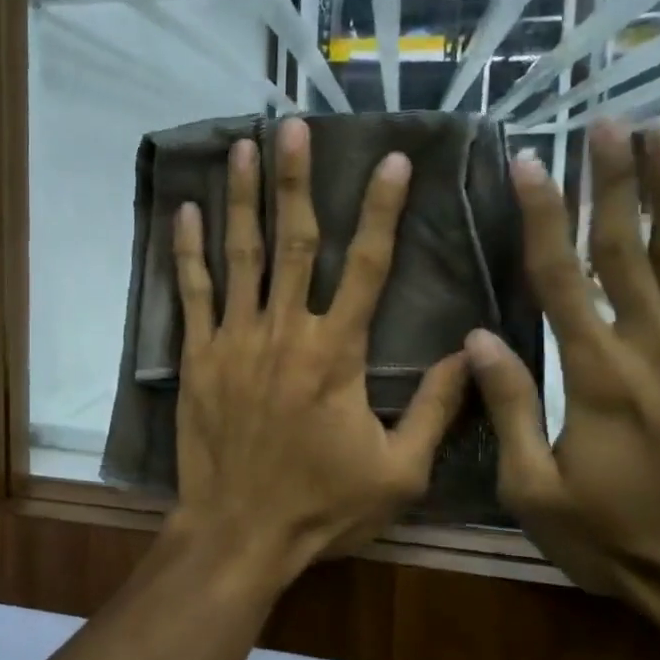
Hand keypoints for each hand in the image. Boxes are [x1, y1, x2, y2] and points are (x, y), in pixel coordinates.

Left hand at [169, 118, 469, 583]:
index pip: (369, 266)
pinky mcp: (198, 355)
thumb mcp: (399, 472)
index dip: (383, 211)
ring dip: (242, 198)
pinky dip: (189, 250)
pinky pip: (193, 292)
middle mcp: (285, 331)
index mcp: (338, 353)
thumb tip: (474, 350)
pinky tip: (185, 211)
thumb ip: (436, 408)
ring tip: (241, 146)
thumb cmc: (321, 506)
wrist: (239, 532)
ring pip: (241, 254)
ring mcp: (235, 339)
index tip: (392, 162)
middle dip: (296, 180)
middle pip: (295, 241)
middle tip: (293, 127)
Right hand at [464, 123, 659, 604]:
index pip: (560, 280)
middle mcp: (655, 353)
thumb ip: (505, 408)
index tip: (530, 164)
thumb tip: (478, 337)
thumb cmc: (612, 537)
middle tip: (606, 124)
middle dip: (613, 183)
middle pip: (627, 252)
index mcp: (595, 378)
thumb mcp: (532, 488)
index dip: (543, 218)